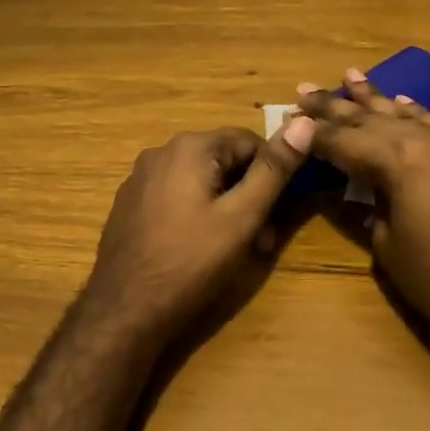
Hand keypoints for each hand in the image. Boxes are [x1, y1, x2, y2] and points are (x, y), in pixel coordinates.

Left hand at [78, 120, 314, 344]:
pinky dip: (195, 213)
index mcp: (190, 147)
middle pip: (222, 160)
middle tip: (261, 238)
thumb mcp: (242, 216)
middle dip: (247, 194)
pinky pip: (174, 196)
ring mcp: (140, 178)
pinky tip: (197, 248)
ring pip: (199, 180)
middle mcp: (161, 151)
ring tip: (233, 249)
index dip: (272, 174)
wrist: (125, 308)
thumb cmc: (191, 261)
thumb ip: (274, 169)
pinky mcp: (130, 204)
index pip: (249, 141)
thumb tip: (304, 122)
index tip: (278, 212)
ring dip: (224, 206)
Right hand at [297, 71, 429, 355]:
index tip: (288, 117)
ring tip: (351, 76)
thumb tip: (359, 188)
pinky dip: (417, 113)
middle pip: (372, 119)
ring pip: (407, 114)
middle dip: (336, 105)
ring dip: (377, 98)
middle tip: (305, 88)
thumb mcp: (387, 247)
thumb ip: (369, 206)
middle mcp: (427, 142)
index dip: (313, 132)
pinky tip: (404, 103)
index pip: (344, 140)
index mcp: (398, 161)